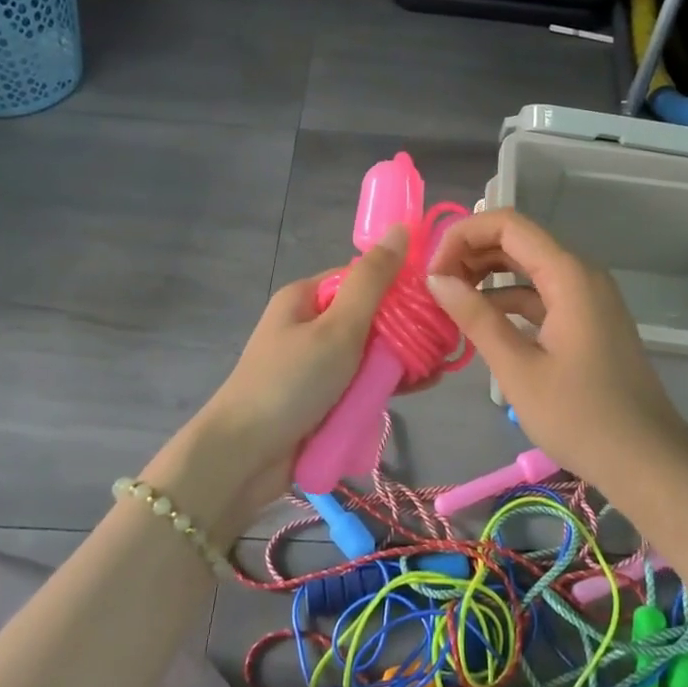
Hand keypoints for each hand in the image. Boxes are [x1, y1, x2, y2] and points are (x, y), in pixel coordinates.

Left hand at [145, 225, 409, 537]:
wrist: (244, 457)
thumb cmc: (291, 382)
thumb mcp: (337, 327)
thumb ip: (373, 281)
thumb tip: (401, 229)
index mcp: (307, 297)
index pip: (364, 278)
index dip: (400, 286)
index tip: (436, 301)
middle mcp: (311, 324)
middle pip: (370, 316)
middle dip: (406, 329)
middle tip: (443, 343)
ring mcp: (316, 363)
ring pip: (370, 352)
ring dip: (400, 360)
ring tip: (436, 371)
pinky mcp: (323, 398)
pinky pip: (362, 382)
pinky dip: (386, 384)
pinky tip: (419, 389)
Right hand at [424, 209, 687, 486]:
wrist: (648, 462)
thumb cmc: (582, 417)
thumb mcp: (519, 370)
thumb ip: (477, 318)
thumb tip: (436, 280)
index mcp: (568, 275)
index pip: (507, 224)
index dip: (462, 235)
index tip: (432, 271)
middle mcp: (580, 273)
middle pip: (517, 240)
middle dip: (471, 253)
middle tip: (434, 288)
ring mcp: (587, 297)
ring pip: (528, 267)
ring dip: (487, 276)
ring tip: (449, 302)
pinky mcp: (588, 320)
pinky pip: (542, 293)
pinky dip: (509, 300)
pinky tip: (481, 322)